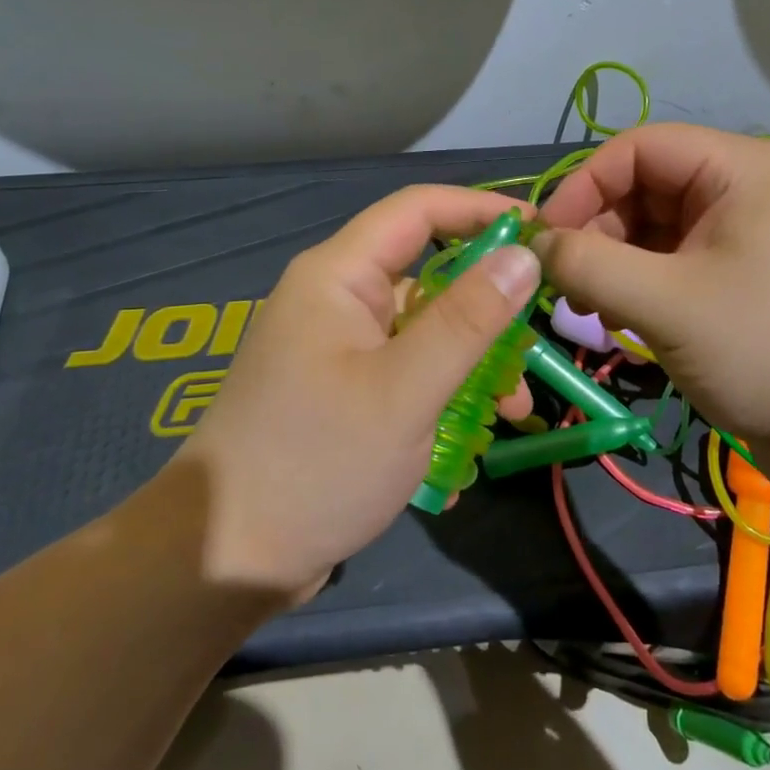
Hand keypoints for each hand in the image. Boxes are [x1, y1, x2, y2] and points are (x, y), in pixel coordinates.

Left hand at [165, 186, 540, 598]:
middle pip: (427, 275)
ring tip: (512, 413)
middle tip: (534, 343)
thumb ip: (469, 319)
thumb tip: (524, 254)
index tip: (543, 233)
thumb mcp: (406, 390)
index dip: (482, 210)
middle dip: (486, 309)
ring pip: (422, 332)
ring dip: (470, 365)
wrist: (226, 561)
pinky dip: (440, 397)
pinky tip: (463, 451)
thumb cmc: (318, 462)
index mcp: (338, 276)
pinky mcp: (340, 392)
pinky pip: (404, 373)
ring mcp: (335, 348)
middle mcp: (335, 300)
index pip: (419, 209)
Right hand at [533, 124, 769, 491]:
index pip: (637, 148)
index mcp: (740, 168)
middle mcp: (744, 189)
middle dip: (597, 232)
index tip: (542, 240)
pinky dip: (640, 286)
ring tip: (591, 311)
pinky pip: (675, 264)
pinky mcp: (744, 279)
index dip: (582, 186)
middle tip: (563, 286)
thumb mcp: (666, 304)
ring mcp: (746, 236)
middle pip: (644, 188)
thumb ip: (588, 265)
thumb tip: (533, 247)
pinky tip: (620, 322)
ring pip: (655, 230)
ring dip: (614, 264)